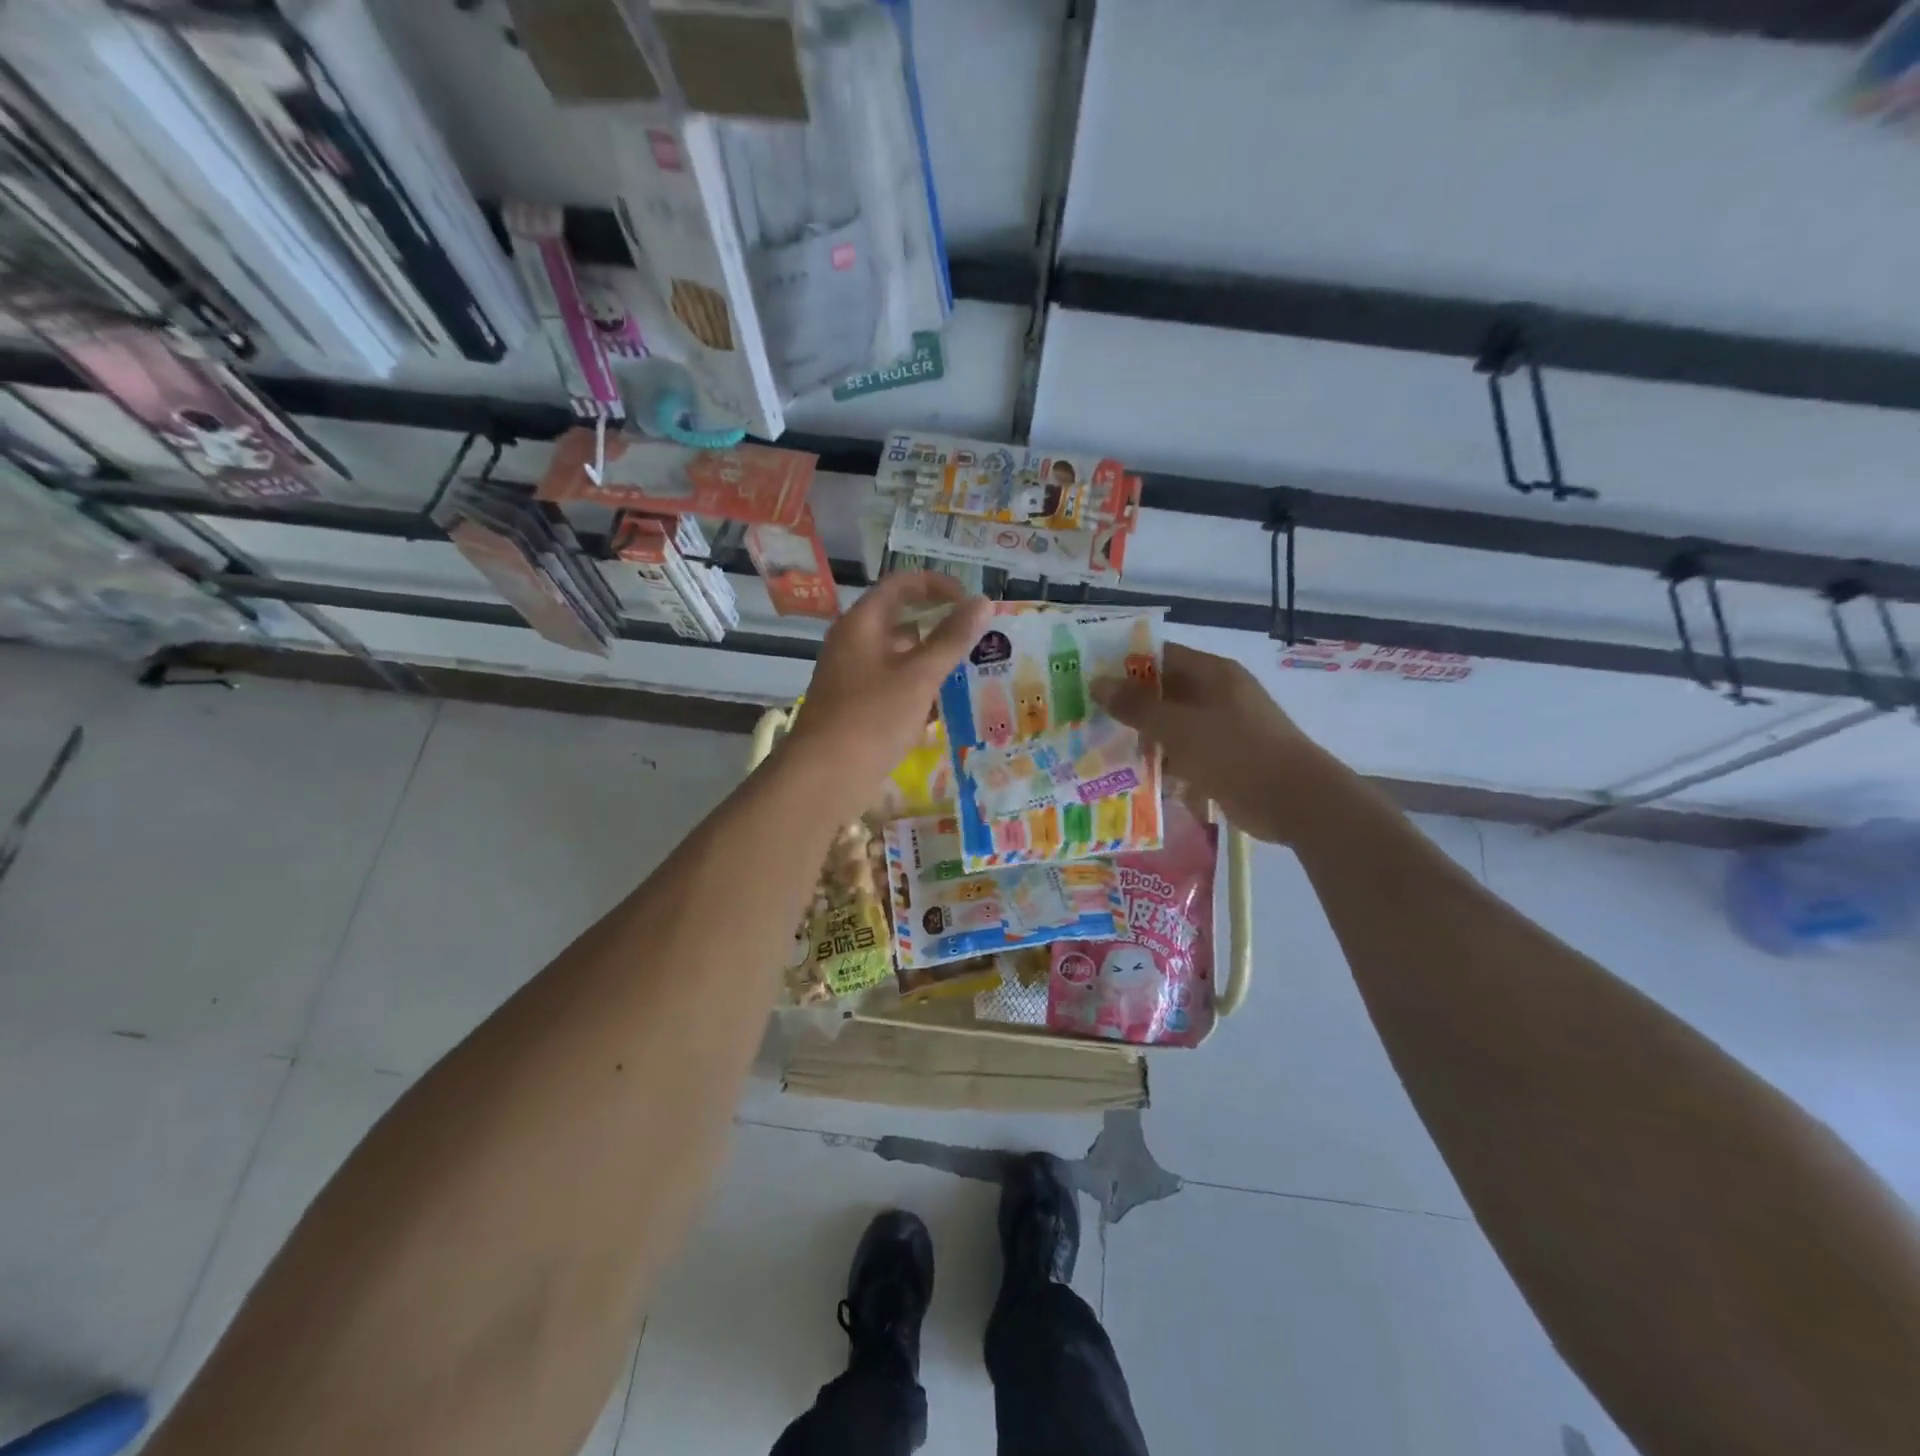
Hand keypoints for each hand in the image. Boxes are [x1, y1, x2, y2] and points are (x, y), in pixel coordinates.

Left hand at [783, 573, 991, 815]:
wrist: (825, 777)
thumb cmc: (872, 717)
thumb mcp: (919, 675)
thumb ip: (952, 638)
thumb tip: (982, 602)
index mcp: (862, 624)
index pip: (901, 585)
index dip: (938, 585)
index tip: (971, 602)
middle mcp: (854, 644)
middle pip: (902, 622)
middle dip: (942, 629)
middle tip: (980, 641)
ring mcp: (853, 678)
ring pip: (901, 659)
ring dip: (934, 664)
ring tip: (973, 674)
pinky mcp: (857, 709)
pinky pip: (894, 689)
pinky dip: (919, 692)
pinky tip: (946, 709)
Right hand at [1097, 643, 1324, 843]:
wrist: (1294, 800)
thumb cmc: (1236, 752)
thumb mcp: (1179, 727)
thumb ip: (1137, 707)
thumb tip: (1097, 683)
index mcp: (1212, 674)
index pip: (1161, 656)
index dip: (1125, 664)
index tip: (1088, 678)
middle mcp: (1217, 695)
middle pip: (1163, 692)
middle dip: (1128, 705)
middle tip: (1086, 717)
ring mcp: (1221, 729)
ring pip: (1171, 727)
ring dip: (1142, 739)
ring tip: (1099, 750)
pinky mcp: (1223, 761)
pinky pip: (1184, 755)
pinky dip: (1163, 765)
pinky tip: (1133, 778)